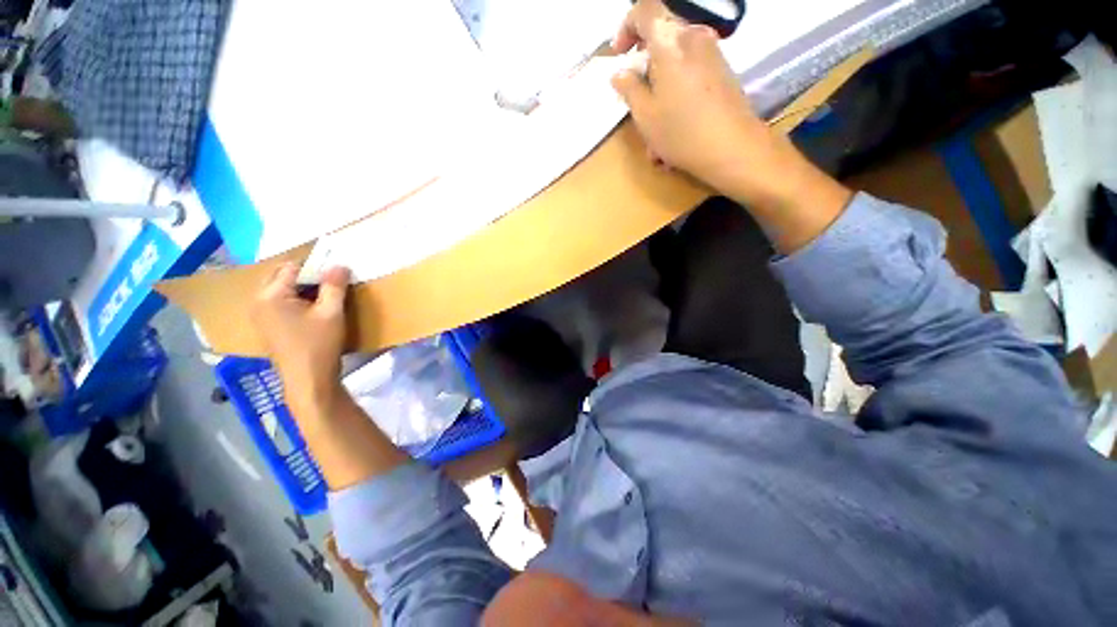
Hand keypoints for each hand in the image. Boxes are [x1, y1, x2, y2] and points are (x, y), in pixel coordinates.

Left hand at [252, 264, 350, 421]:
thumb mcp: (332, 312)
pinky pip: (280, 303)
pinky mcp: (267, 326)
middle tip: (331, 281)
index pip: (291, 267)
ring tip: (326, 293)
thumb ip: (334, 286)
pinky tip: (314, 308)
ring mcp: (260, 315)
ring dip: (301, 288)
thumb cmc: (319, 344)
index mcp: (270, 296)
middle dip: (306, 275)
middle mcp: (258, 302)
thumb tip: (339, 264)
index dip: (315, 266)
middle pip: (281, 277)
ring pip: (280, 290)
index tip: (336, 270)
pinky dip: (296, 300)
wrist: (308, 381)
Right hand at [610, 0, 800, 205]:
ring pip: (676, 63)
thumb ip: (629, 89)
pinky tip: (674, 128)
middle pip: (662, 38)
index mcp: (670, 42)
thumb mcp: (645, 115)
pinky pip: (691, 76)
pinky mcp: (723, 74)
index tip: (619, 55)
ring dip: (660, 91)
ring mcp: (713, 55)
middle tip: (635, 97)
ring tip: (654, 128)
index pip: (644, 10)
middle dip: (644, 67)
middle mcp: (694, 38)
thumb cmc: (681, 131)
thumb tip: (620, 73)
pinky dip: (677, 96)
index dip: (626, 27)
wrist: (733, 149)